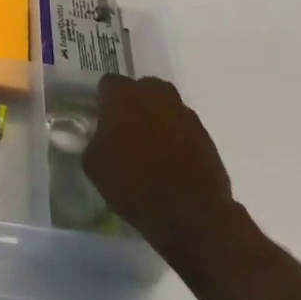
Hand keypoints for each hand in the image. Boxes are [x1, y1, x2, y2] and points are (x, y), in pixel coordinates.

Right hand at [82, 75, 248, 280]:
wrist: (192, 215)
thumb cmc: (134, 185)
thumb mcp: (95, 166)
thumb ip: (95, 142)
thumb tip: (102, 138)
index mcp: (123, 96)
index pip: (108, 83)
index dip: (104, 101)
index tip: (102, 121)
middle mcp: (154, 95)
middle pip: (141, 88)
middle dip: (134, 104)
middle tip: (127, 131)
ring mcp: (183, 113)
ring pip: (165, 106)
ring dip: (157, 119)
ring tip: (152, 148)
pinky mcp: (205, 134)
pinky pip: (183, 127)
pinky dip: (177, 138)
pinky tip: (172, 162)